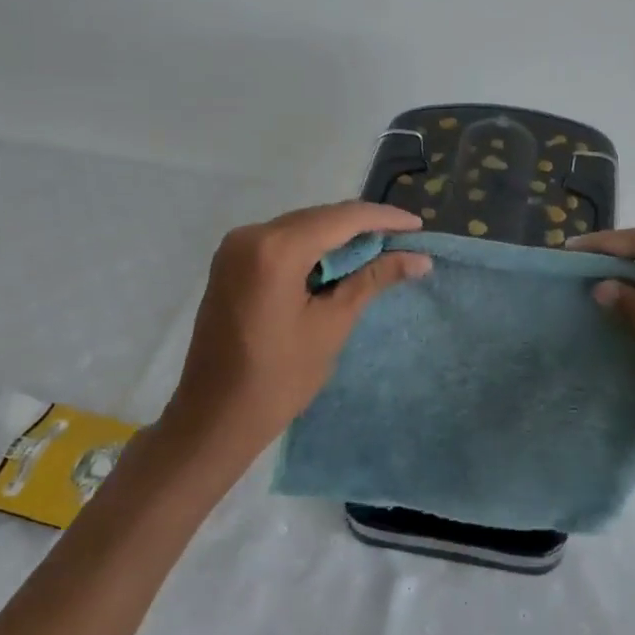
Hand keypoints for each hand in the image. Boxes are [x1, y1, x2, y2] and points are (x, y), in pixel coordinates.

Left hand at [161, 202, 430, 463]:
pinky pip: (281, 242)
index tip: (418, 227)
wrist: (213, 416)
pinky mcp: (230, 262)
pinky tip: (338, 262)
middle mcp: (250, 235)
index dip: (383, 219)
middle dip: (362, 227)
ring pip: (300, 227)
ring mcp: (235, 247)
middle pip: (319, 217)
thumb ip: (373, 280)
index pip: (341, 218)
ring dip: (338, 237)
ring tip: (379, 251)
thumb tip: (420, 259)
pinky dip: (312, 248)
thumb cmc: (278, 378)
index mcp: (275, 249)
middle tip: (404, 242)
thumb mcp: (332, 325)